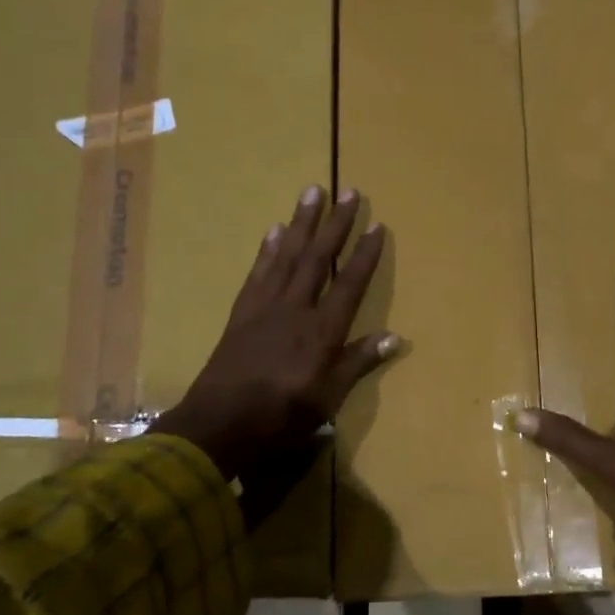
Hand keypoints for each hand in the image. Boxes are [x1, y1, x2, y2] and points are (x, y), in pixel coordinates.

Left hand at [152, 186, 396, 481]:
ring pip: (287, 255)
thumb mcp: (329, 398)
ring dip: (301, 222)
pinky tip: (274, 230)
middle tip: (349, 191)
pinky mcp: (241, 312)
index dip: (365, 254)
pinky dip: (268, 249)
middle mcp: (295, 308)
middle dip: (336, 224)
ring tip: (312, 192)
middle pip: (319, 258)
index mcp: (321, 330)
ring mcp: (265, 306)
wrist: (219, 423)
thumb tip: (394, 338)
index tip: (377, 225)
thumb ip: (358, 363)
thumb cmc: (281, 416)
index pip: (350, 284)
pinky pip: (258, 271)